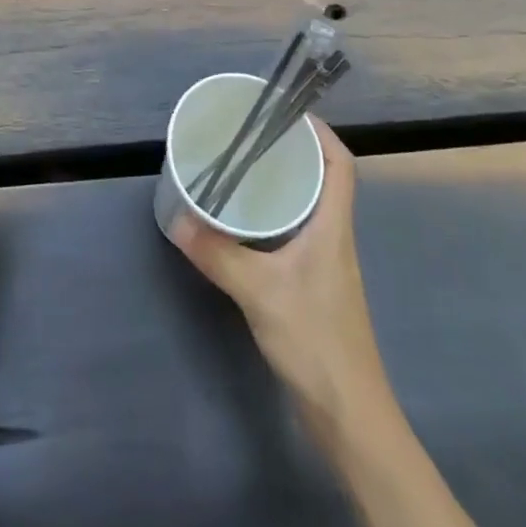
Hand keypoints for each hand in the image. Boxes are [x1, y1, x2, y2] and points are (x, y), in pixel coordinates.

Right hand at [172, 120, 383, 433]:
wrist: (348, 414)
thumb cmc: (314, 340)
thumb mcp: (259, 291)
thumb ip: (217, 254)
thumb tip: (177, 218)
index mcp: (333, 226)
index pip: (340, 164)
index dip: (320, 131)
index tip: (285, 112)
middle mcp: (334, 237)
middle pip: (323, 179)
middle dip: (292, 151)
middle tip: (251, 135)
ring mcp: (326, 263)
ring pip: (309, 206)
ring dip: (283, 183)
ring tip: (243, 168)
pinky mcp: (314, 285)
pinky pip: (296, 232)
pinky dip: (275, 217)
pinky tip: (245, 224)